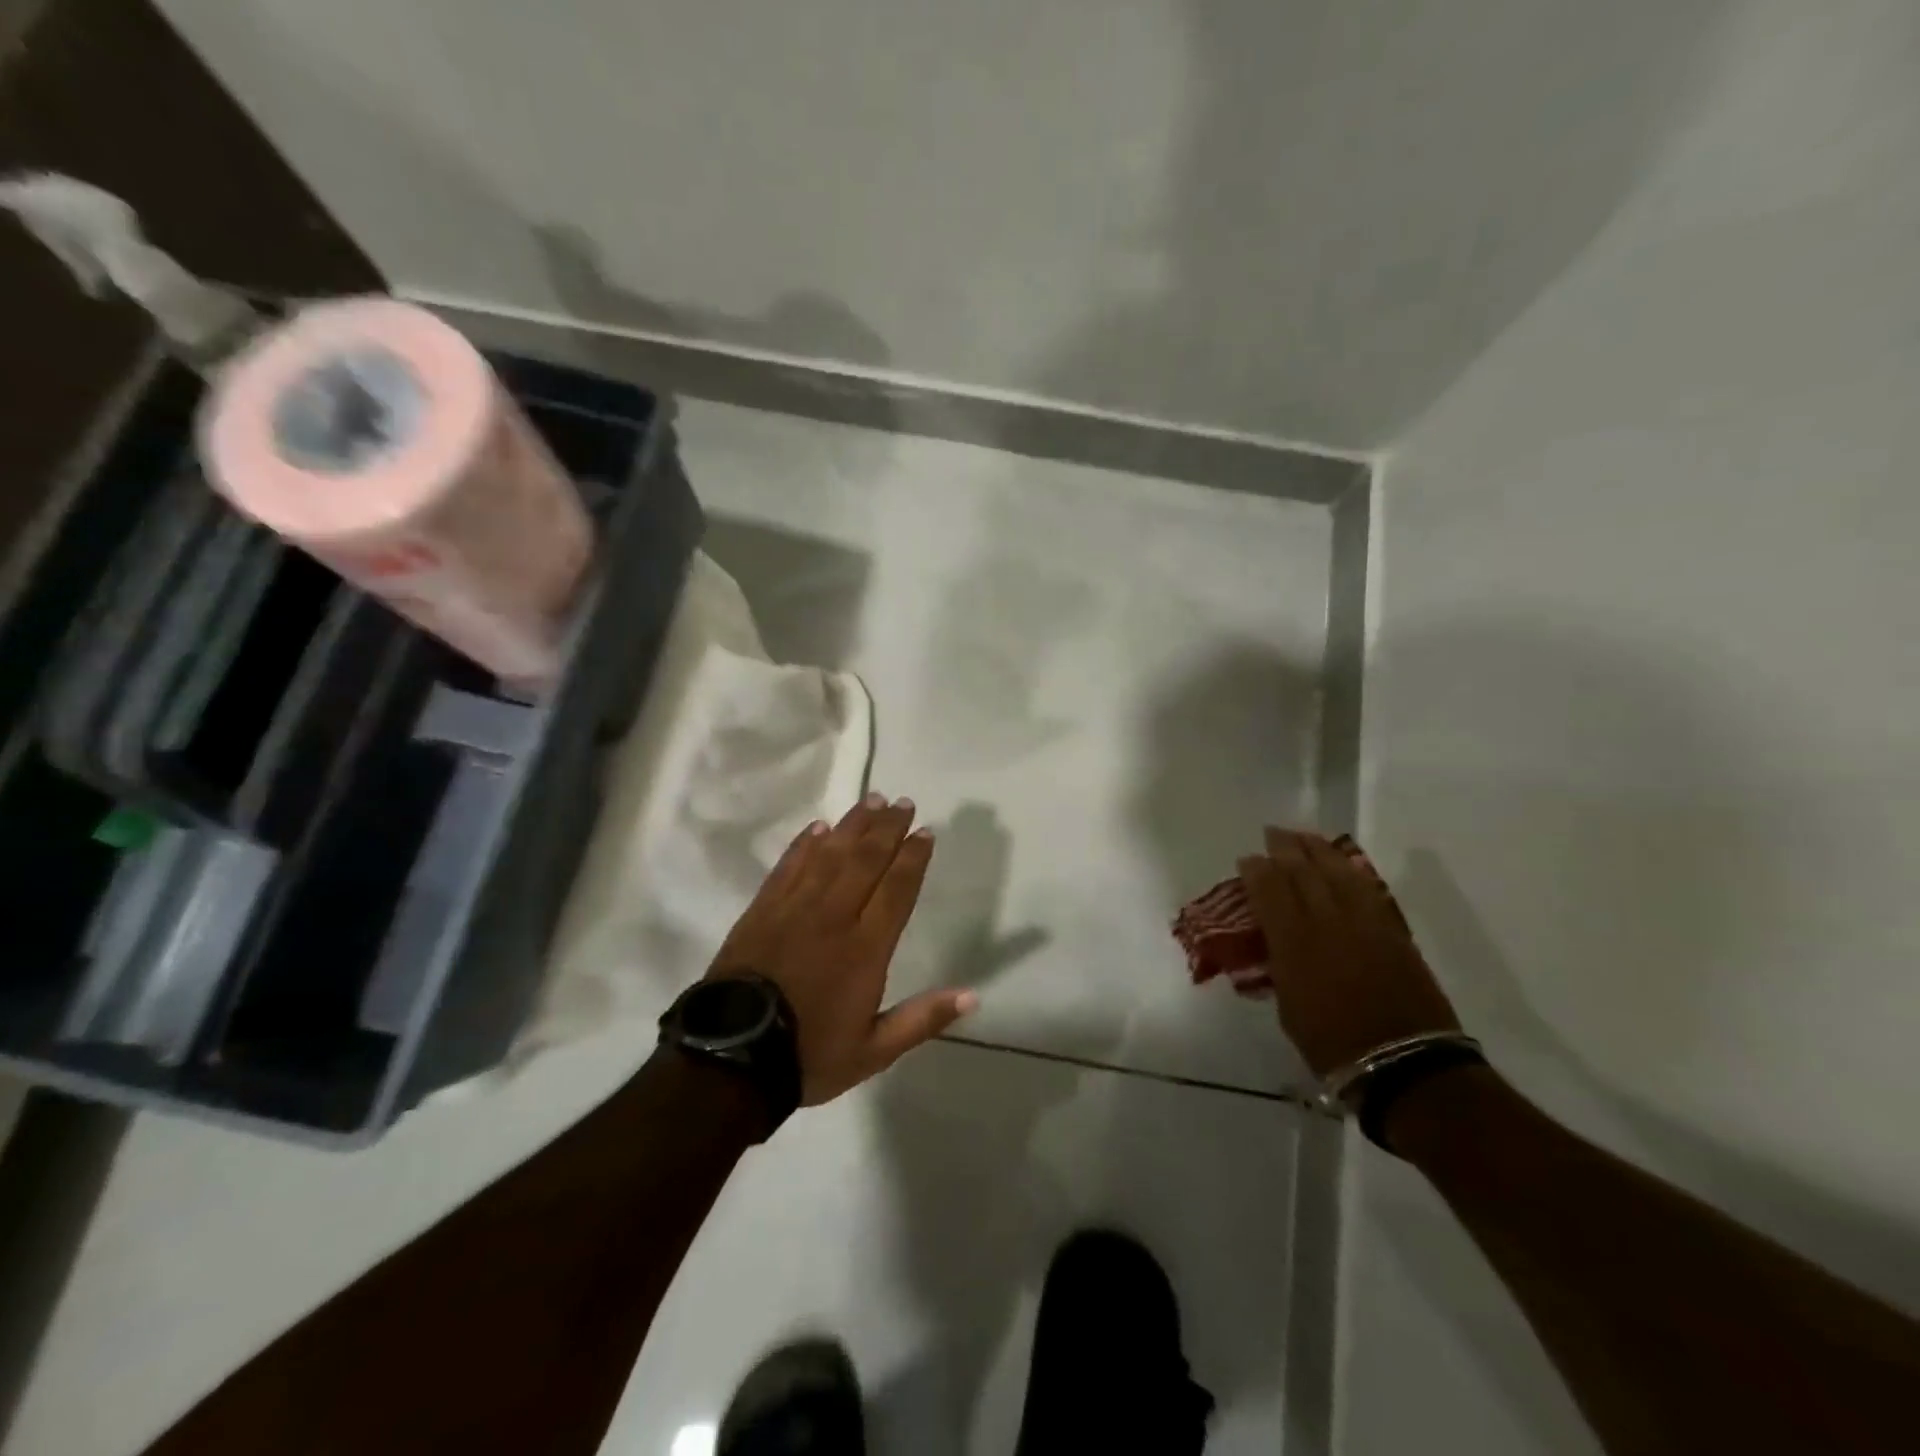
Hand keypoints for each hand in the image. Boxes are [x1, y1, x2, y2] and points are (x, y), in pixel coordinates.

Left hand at [708, 792, 977, 1104]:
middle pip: (866, 860)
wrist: (731, 1058)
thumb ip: (922, 1019)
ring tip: (871, 801)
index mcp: (865, 948)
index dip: (913, 857)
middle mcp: (834, 916)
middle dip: (887, 829)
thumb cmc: (809, 1054)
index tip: (925, 831)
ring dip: (852, 825)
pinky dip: (805, 844)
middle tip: (902, 803)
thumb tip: (972, 998)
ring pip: (830, 854)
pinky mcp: (763, 909)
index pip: (896, 889)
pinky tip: (817, 827)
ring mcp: (794, 908)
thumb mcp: (874, 1051)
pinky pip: (789, 866)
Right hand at [1238, 828, 1459, 1078]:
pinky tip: (1342, 865)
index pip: (1270, 889)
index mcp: (1294, 941)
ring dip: (1318, 850)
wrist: (1406, 1065)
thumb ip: (1280, 963)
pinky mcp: (1393, 931)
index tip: (1247, 859)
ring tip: (1305, 838)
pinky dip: (1349, 870)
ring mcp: (1365, 922)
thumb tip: (1276, 943)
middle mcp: (1328, 921)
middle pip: (1304, 870)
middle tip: (1273, 834)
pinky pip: (1366, 888)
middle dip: (1286, 848)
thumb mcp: (1288, 1005)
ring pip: (1338, 871)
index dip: (1256, 869)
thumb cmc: (1333, 1044)